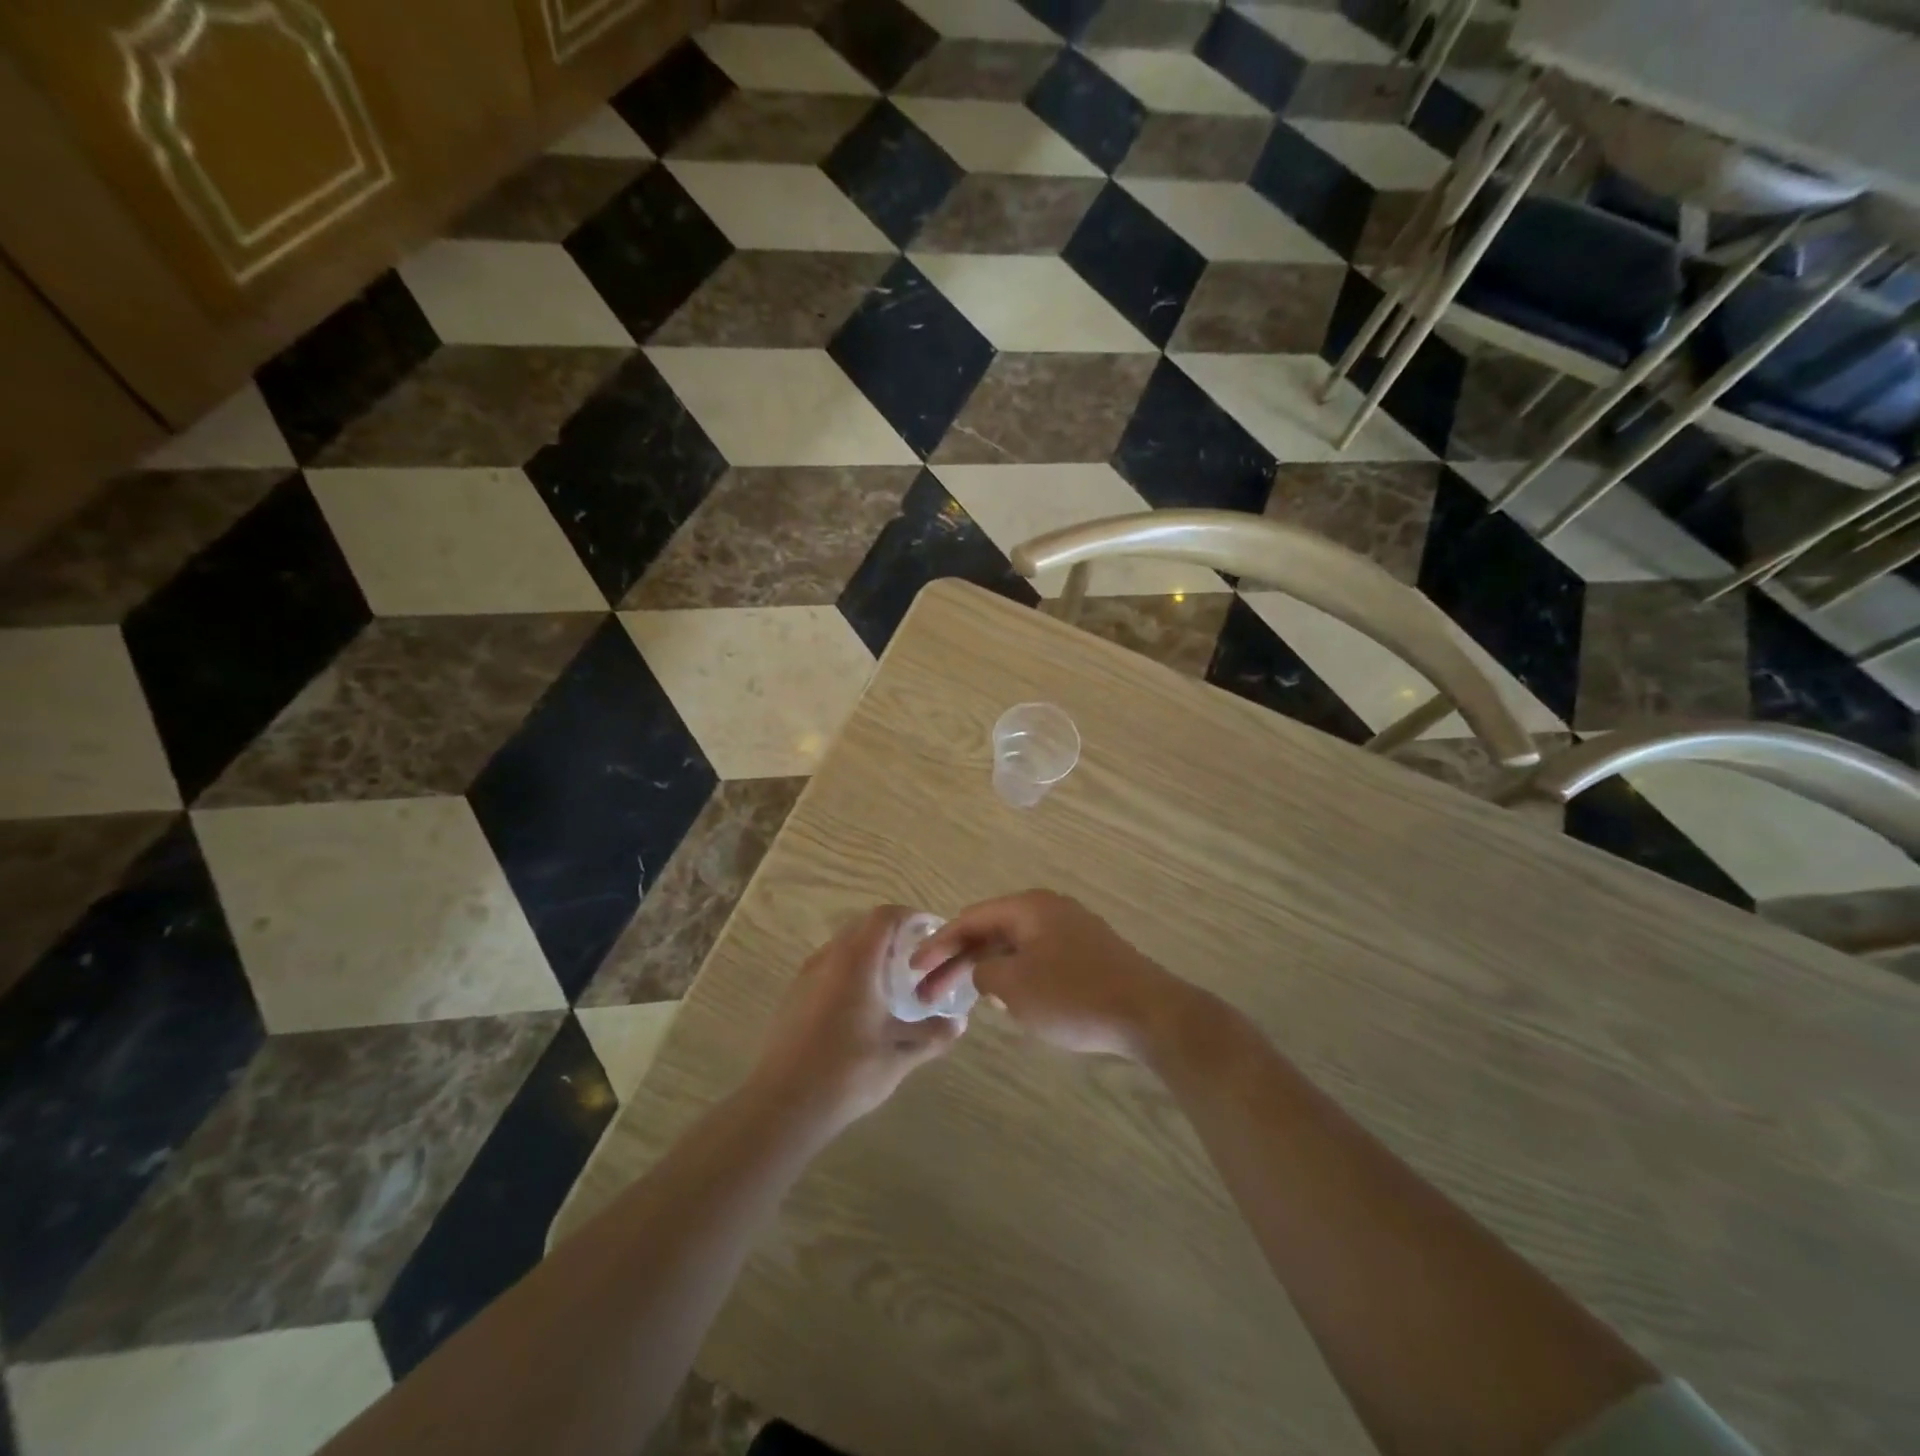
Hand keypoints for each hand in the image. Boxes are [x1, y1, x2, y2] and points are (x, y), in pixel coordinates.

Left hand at [748, 906, 963, 1130]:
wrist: (781, 1106)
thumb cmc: (845, 1074)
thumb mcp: (898, 1057)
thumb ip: (931, 1036)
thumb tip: (960, 1024)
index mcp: (856, 962)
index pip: (885, 917)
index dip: (910, 916)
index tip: (932, 931)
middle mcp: (829, 958)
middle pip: (863, 927)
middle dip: (892, 934)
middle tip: (918, 958)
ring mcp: (806, 976)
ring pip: (843, 946)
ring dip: (869, 953)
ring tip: (892, 981)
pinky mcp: (793, 996)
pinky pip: (828, 966)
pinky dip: (850, 970)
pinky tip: (861, 1005)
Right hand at [911, 891, 1183, 1059]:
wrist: (1150, 1015)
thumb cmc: (1075, 995)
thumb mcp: (1016, 986)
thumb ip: (987, 973)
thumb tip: (985, 971)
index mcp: (1029, 907)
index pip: (971, 919)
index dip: (938, 943)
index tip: (914, 968)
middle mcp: (1048, 910)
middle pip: (991, 931)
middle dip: (958, 961)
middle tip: (928, 992)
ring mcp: (1071, 931)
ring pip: (1014, 947)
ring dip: (985, 969)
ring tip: (961, 997)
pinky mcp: (1086, 955)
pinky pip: (1036, 959)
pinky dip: (1013, 976)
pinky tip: (1006, 1001)